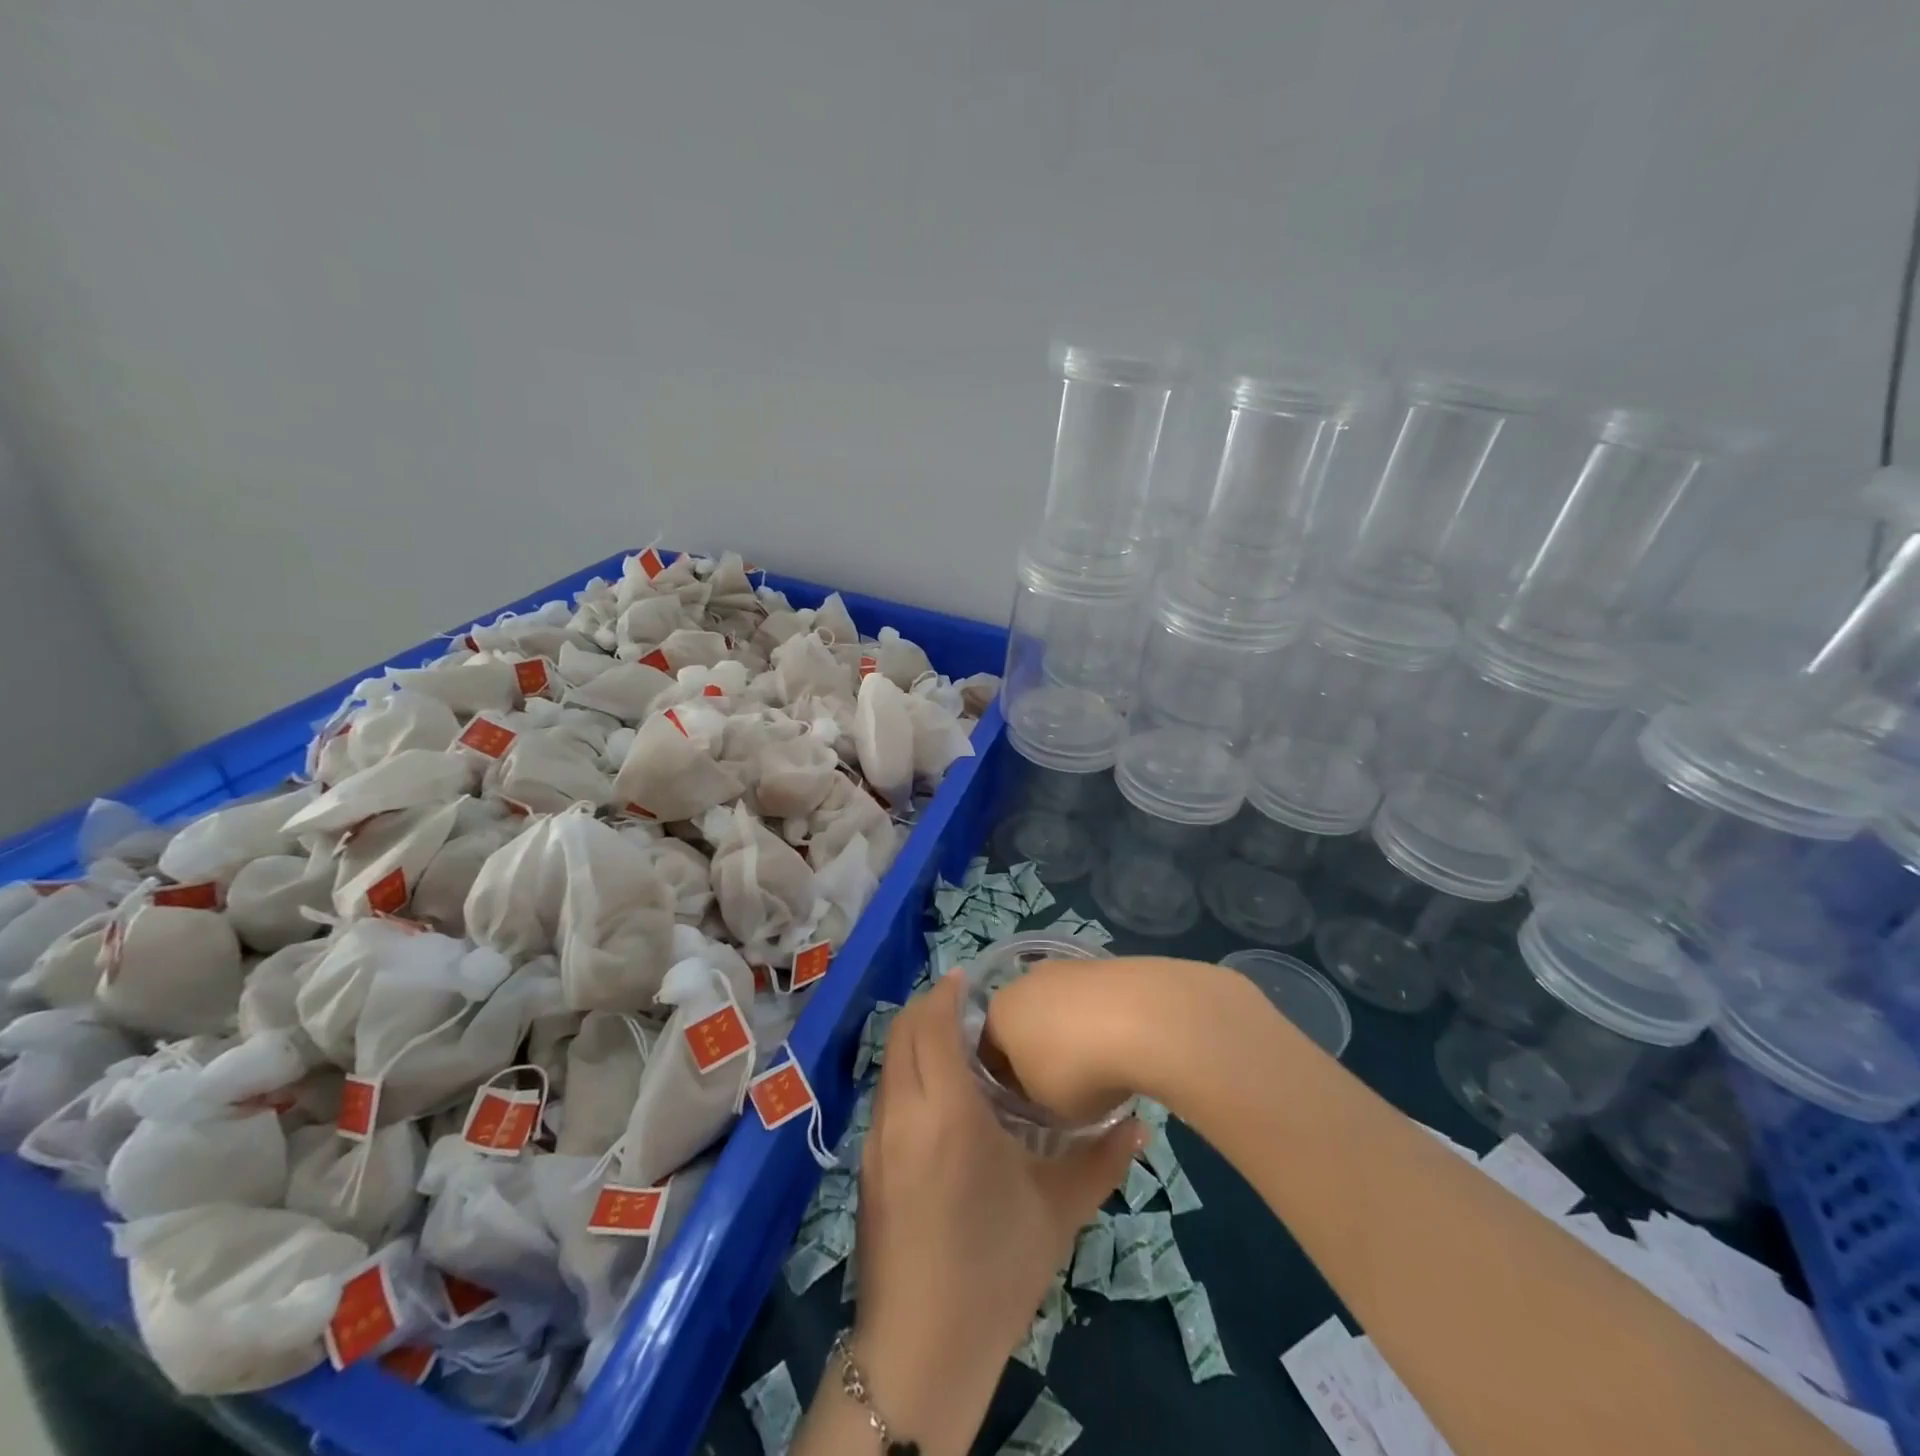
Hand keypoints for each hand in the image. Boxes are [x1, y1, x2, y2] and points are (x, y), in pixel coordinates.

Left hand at [851, 971, 1142, 1450]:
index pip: (932, 1024)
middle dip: (928, 1007)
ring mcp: (877, 1139)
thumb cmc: (995, 1269)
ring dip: (915, 1040)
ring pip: (890, 1063)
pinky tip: (939, 1100)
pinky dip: (907, 1074)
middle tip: (966, 1004)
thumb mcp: (1057, 1211)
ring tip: (955, 1047)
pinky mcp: (866, 1165)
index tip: (970, 978)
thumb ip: (1102, 1159)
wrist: (922, 1350)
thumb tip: (1140, 1123)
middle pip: (901, 1033)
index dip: (946, 992)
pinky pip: (886, 1096)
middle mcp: (903, 1112)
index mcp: (947, 1111)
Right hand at [983, 955, 1269, 1125]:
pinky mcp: (1103, 963)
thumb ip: (1033, 1101)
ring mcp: (1065, 967)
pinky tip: (1123, 1046)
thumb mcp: (1046, 1108)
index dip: (1007, 1086)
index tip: (1031, 1112)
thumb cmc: (1079, 1070)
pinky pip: (1092, 1002)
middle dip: (1039, 1054)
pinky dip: (1101, 1022)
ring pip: (1058, 1010)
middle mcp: (1023, 981)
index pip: (989, 1054)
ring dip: (1073, 1036)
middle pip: (1023, 1025)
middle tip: (1065, 1091)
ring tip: (1102, 1069)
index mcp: (997, 1014)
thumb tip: (1041, 1091)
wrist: (1144, 1018)